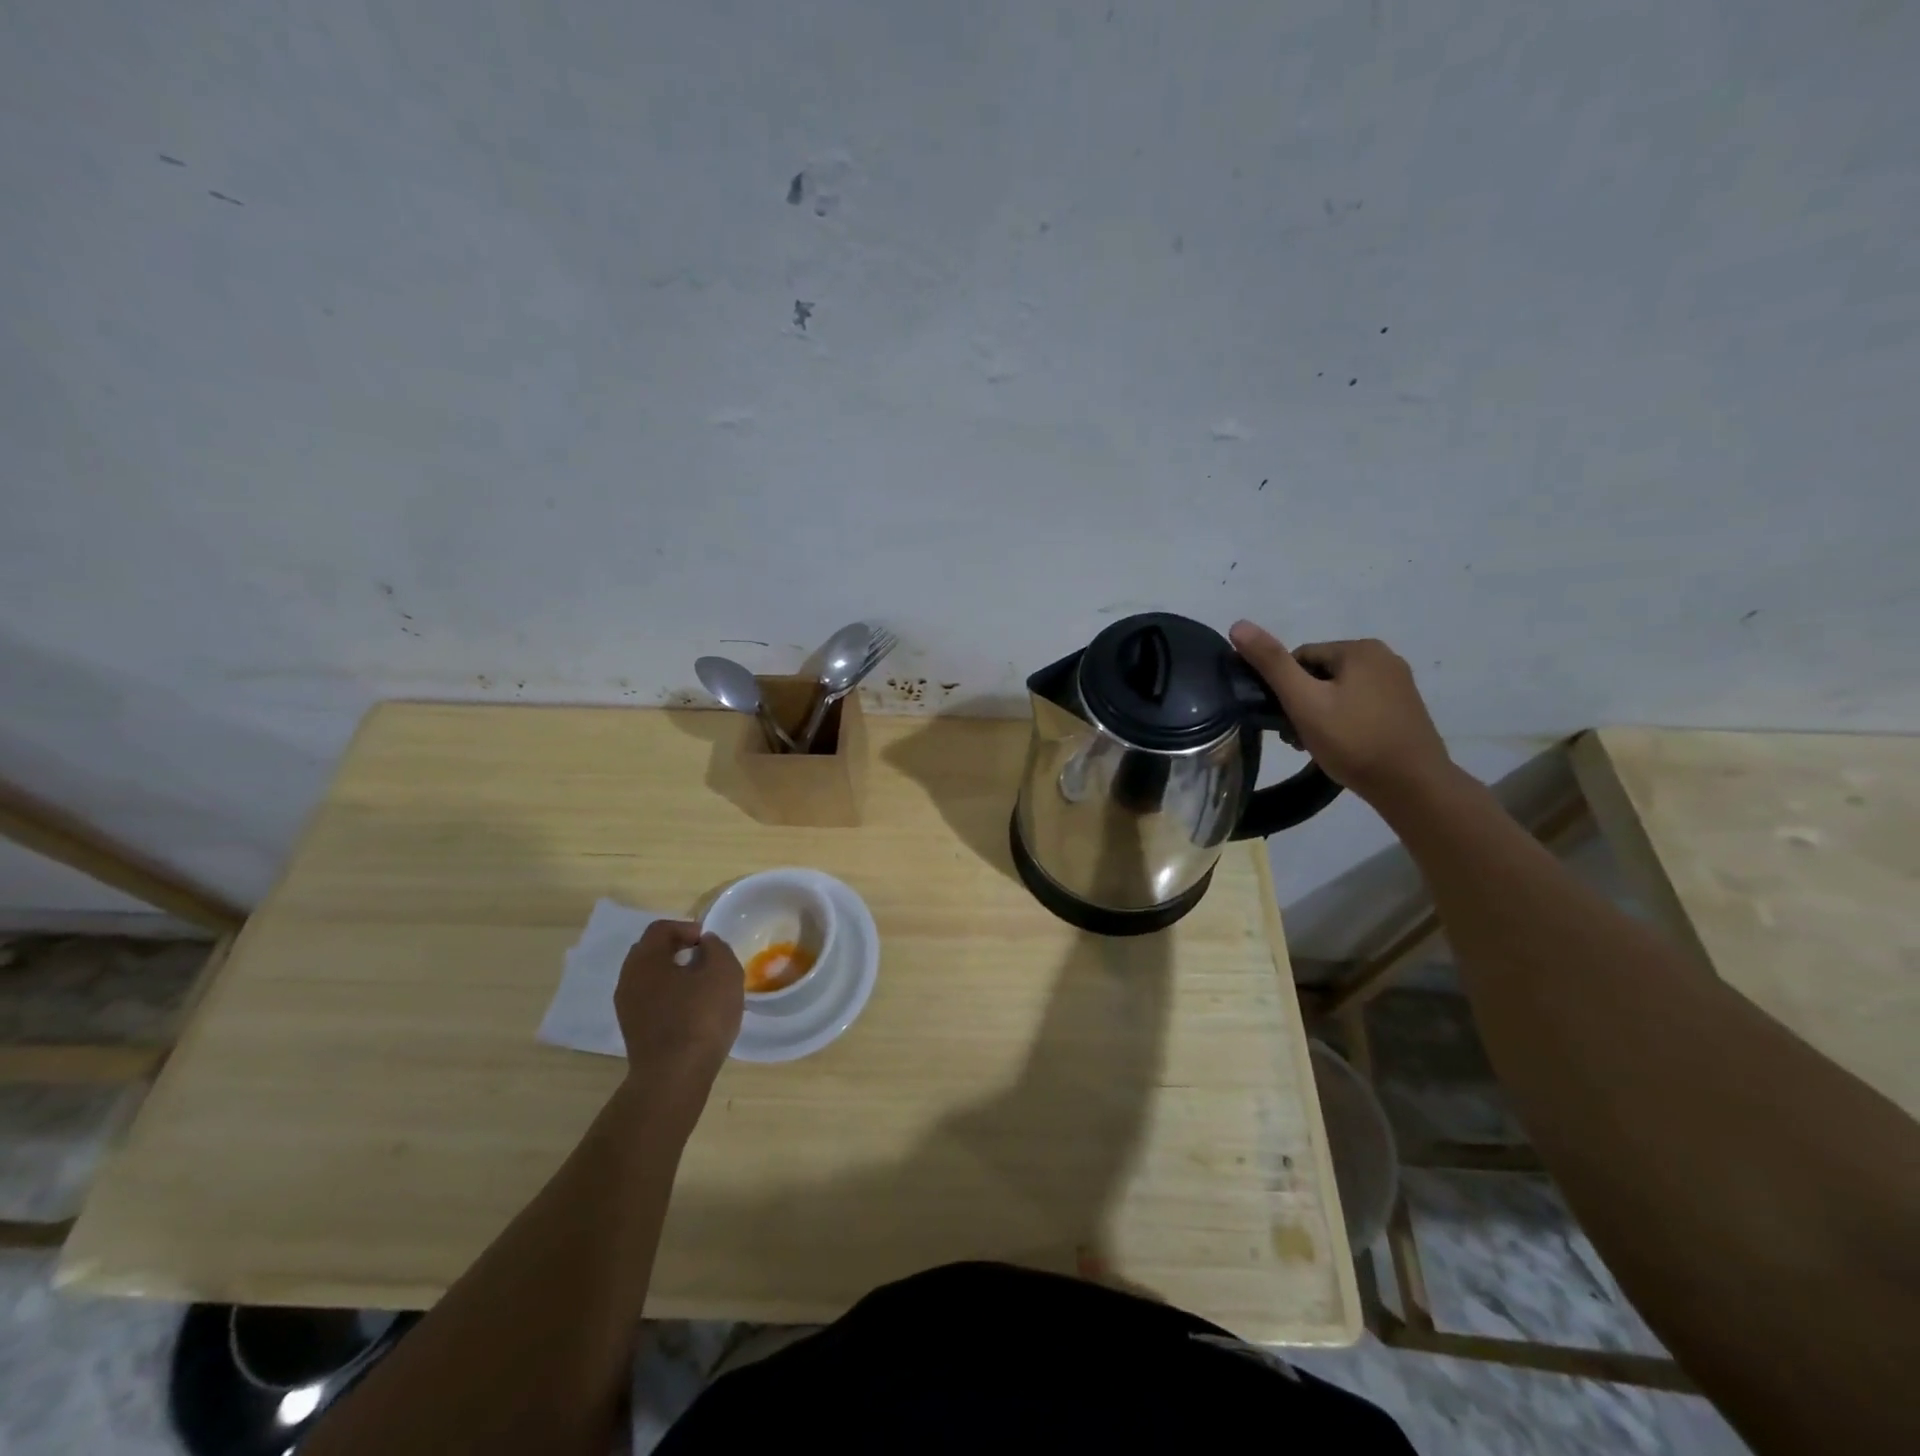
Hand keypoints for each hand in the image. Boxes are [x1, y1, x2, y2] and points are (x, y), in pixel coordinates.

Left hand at [614, 920, 743, 1117]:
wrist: (674, 1077)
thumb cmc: (700, 1016)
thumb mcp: (723, 971)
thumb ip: (716, 947)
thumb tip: (705, 944)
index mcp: (645, 959)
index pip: (661, 928)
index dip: (687, 927)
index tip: (709, 942)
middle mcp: (628, 979)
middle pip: (651, 952)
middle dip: (678, 949)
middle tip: (705, 959)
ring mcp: (627, 1008)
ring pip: (650, 978)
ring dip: (674, 975)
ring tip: (702, 986)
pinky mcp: (633, 1031)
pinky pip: (651, 1000)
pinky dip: (670, 997)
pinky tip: (692, 1010)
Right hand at [1229, 620, 1452, 808]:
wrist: (1413, 786)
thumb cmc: (1353, 741)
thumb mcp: (1304, 702)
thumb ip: (1271, 663)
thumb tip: (1238, 625)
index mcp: (1359, 648)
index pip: (1299, 659)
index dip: (1284, 690)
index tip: (1285, 721)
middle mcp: (1383, 657)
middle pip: (1319, 674)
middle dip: (1302, 703)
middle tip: (1297, 738)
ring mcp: (1398, 683)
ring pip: (1338, 692)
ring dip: (1320, 714)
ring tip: (1317, 745)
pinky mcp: (1404, 708)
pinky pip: (1359, 705)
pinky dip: (1343, 722)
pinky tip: (1341, 746)